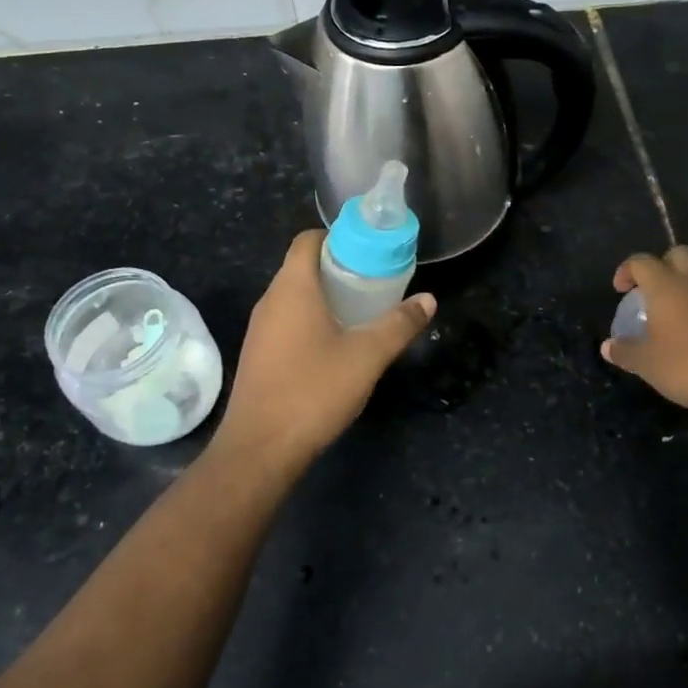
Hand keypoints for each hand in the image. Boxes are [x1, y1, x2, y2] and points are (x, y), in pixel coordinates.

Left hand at [215, 231, 435, 472]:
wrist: (260, 450)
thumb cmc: (313, 391)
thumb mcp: (367, 356)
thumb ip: (399, 324)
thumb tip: (428, 299)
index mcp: (292, 288)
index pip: (308, 240)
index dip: (338, 236)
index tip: (369, 249)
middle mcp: (270, 301)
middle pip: (303, 267)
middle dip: (339, 267)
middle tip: (376, 280)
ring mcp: (260, 330)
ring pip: (295, 296)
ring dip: (326, 296)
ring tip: (363, 310)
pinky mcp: (259, 356)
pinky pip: (287, 321)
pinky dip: (312, 320)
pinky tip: (337, 344)